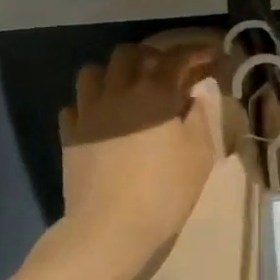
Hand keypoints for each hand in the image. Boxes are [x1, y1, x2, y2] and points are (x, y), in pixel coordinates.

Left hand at [58, 41, 221, 279]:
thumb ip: (200, 116)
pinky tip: (101, 119)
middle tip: (165, 72)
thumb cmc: (164, 191)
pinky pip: (75, 105)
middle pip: (128, 54)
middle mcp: (118, 91)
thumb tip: (196, 93)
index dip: (195, 52)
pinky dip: (90, 105)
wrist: (110, 228)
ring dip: (112, 74)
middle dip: (149, 56)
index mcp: (154, 92)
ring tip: (126, 90)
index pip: (176, 58)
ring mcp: (88, 112)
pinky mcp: (69, 134)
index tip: (209, 56)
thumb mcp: (199, 154)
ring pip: (93, 72)